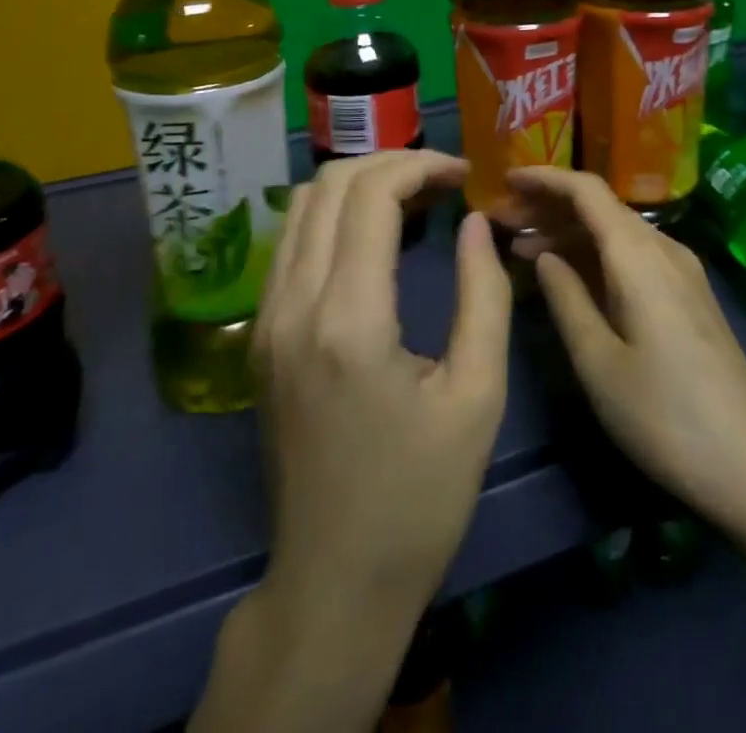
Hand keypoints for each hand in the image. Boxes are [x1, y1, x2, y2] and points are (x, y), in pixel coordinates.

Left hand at [251, 150, 512, 622]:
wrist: (334, 583)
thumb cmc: (420, 498)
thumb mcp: (477, 397)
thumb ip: (484, 296)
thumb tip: (474, 222)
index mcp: (349, 320)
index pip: (370, 194)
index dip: (421, 165)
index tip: (465, 174)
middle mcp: (294, 305)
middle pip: (329, 184)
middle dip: (391, 163)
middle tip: (444, 180)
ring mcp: (267, 319)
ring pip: (301, 206)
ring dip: (359, 184)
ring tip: (414, 199)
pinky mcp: (262, 336)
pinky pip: (292, 243)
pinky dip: (334, 216)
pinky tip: (375, 237)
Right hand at [508, 166, 745, 545]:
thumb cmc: (664, 416)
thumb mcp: (598, 362)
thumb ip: (566, 298)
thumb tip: (544, 254)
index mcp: (638, 255)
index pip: (586, 190)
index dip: (544, 178)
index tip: (504, 179)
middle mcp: (663, 249)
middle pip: (601, 207)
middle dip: (549, 207)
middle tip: (501, 221)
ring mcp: (682, 271)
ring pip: (616, 232)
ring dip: (569, 233)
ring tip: (521, 249)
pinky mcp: (689, 296)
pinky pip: (634, 256)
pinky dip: (595, 255)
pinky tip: (570, 276)